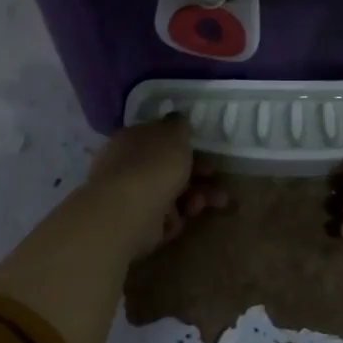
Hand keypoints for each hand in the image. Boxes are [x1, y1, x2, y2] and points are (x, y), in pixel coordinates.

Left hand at [86, 115, 227, 258]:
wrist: (128, 211)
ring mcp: (130, 196)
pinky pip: (163, 218)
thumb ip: (178, 125)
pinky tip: (181, 218)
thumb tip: (176, 119)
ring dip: (195, 197)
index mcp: (132, 139)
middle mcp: (127, 166)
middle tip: (215, 180)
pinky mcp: (136, 224)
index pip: (158, 140)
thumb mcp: (173, 134)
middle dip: (197, 175)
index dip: (184, 146)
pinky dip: (175, 218)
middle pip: (167, 169)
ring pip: (170, 194)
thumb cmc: (153, 165)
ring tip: (214, 202)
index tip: (206, 153)